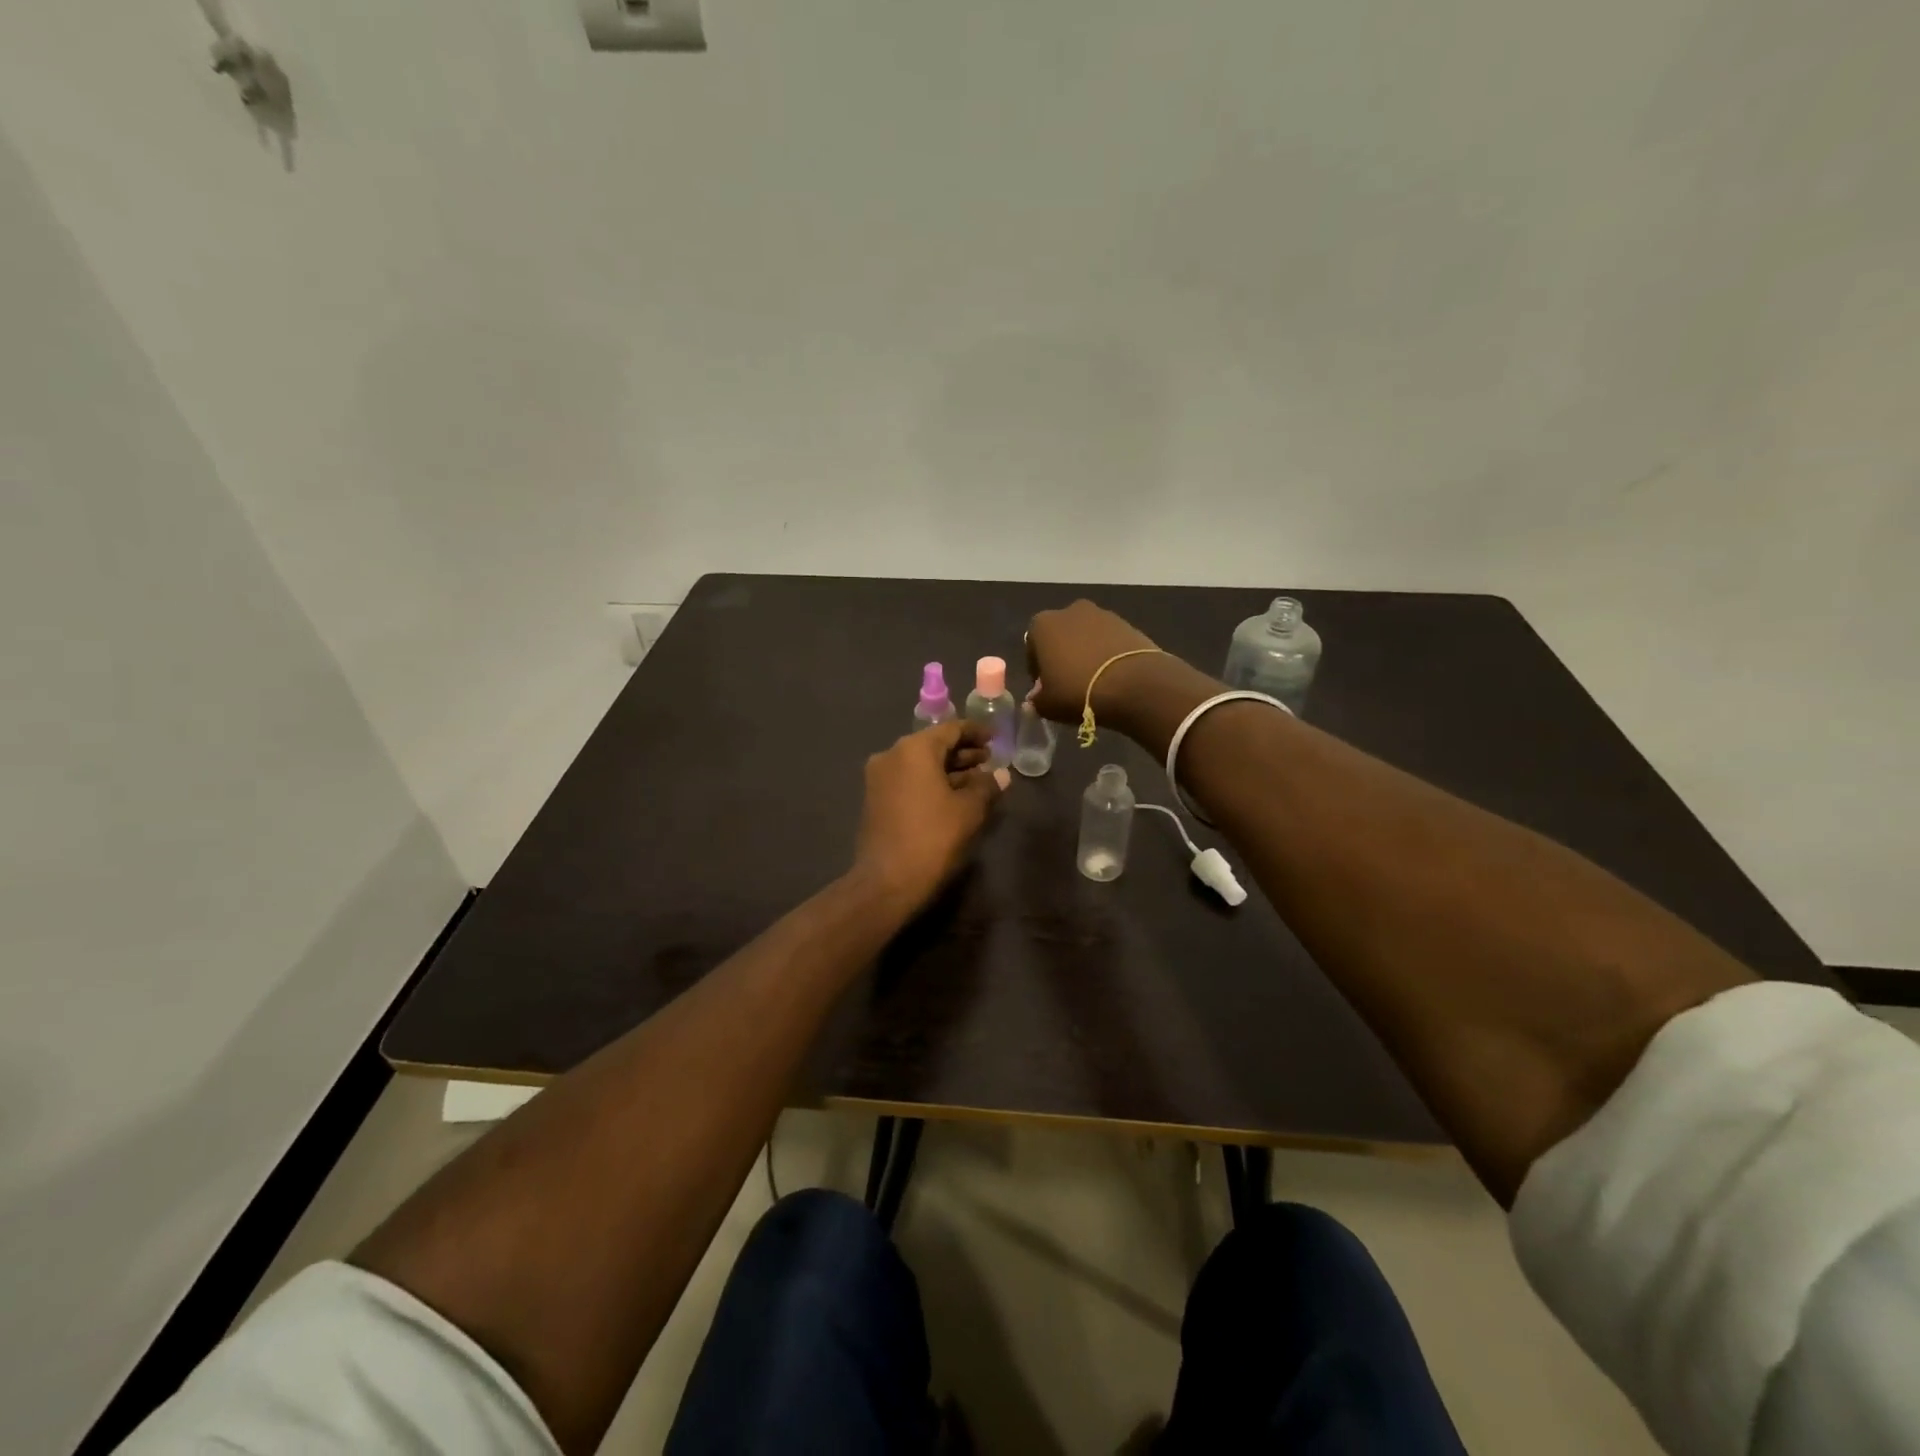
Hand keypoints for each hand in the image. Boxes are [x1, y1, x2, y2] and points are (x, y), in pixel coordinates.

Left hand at [850, 719, 1002, 913]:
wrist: (887, 881)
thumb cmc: (933, 837)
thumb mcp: (969, 810)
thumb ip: (986, 786)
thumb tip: (1000, 774)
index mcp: (914, 749)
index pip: (950, 729)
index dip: (976, 732)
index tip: (996, 738)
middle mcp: (892, 755)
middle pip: (933, 745)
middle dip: (963, 753)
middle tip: (989, 761)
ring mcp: (879, 777)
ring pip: (920, 764)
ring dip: (948, 769)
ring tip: (977, 780)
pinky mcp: (875, 799)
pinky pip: (909, 779)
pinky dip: (931, 782)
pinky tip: (953, 796)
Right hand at [1024, 600, 1162, 724]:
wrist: (1134, 685)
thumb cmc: (1078, 691)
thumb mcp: (1048, 705)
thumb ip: (1037, 700)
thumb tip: (1037, 697)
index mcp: (1043, 625)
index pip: (1032, 647)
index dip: (1037, 669)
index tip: (1045, 687)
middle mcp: (1070, 611)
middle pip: (1061, 636)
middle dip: (1062, 655)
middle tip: (1069, 682)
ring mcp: (1102, 614)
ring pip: (1086, 636)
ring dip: (1086, 653)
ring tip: (1094, 680)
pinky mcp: (1128, 624)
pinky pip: (1109, 641)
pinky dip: (1107, 653)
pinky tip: (1112, 676)